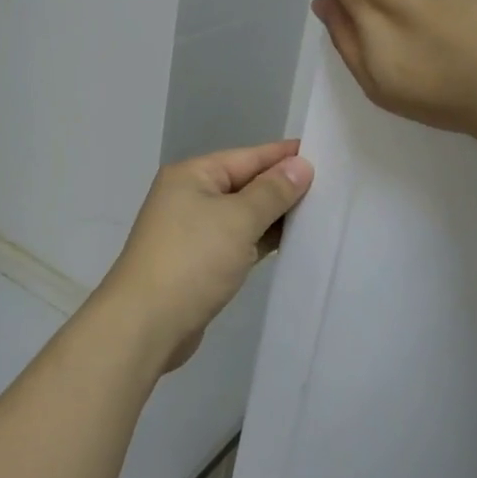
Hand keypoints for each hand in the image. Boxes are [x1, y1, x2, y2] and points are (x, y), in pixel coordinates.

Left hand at [94, 141, 313, 372]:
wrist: (144, 325)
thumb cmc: (192, 261)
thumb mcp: (238, 219)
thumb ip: (272, 192)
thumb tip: (300, 165)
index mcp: (192, 175)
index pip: (248, 156)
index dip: (285, 155)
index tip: (324, 152)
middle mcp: (189, 196)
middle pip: (245, 184)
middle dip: (283, 186)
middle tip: (332, 187)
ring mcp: (192, 231)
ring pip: (242, 214)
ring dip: (274, 216)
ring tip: (319, 213)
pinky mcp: (198, 263)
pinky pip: (237, 240)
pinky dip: (260, 240)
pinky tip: (290, 242)